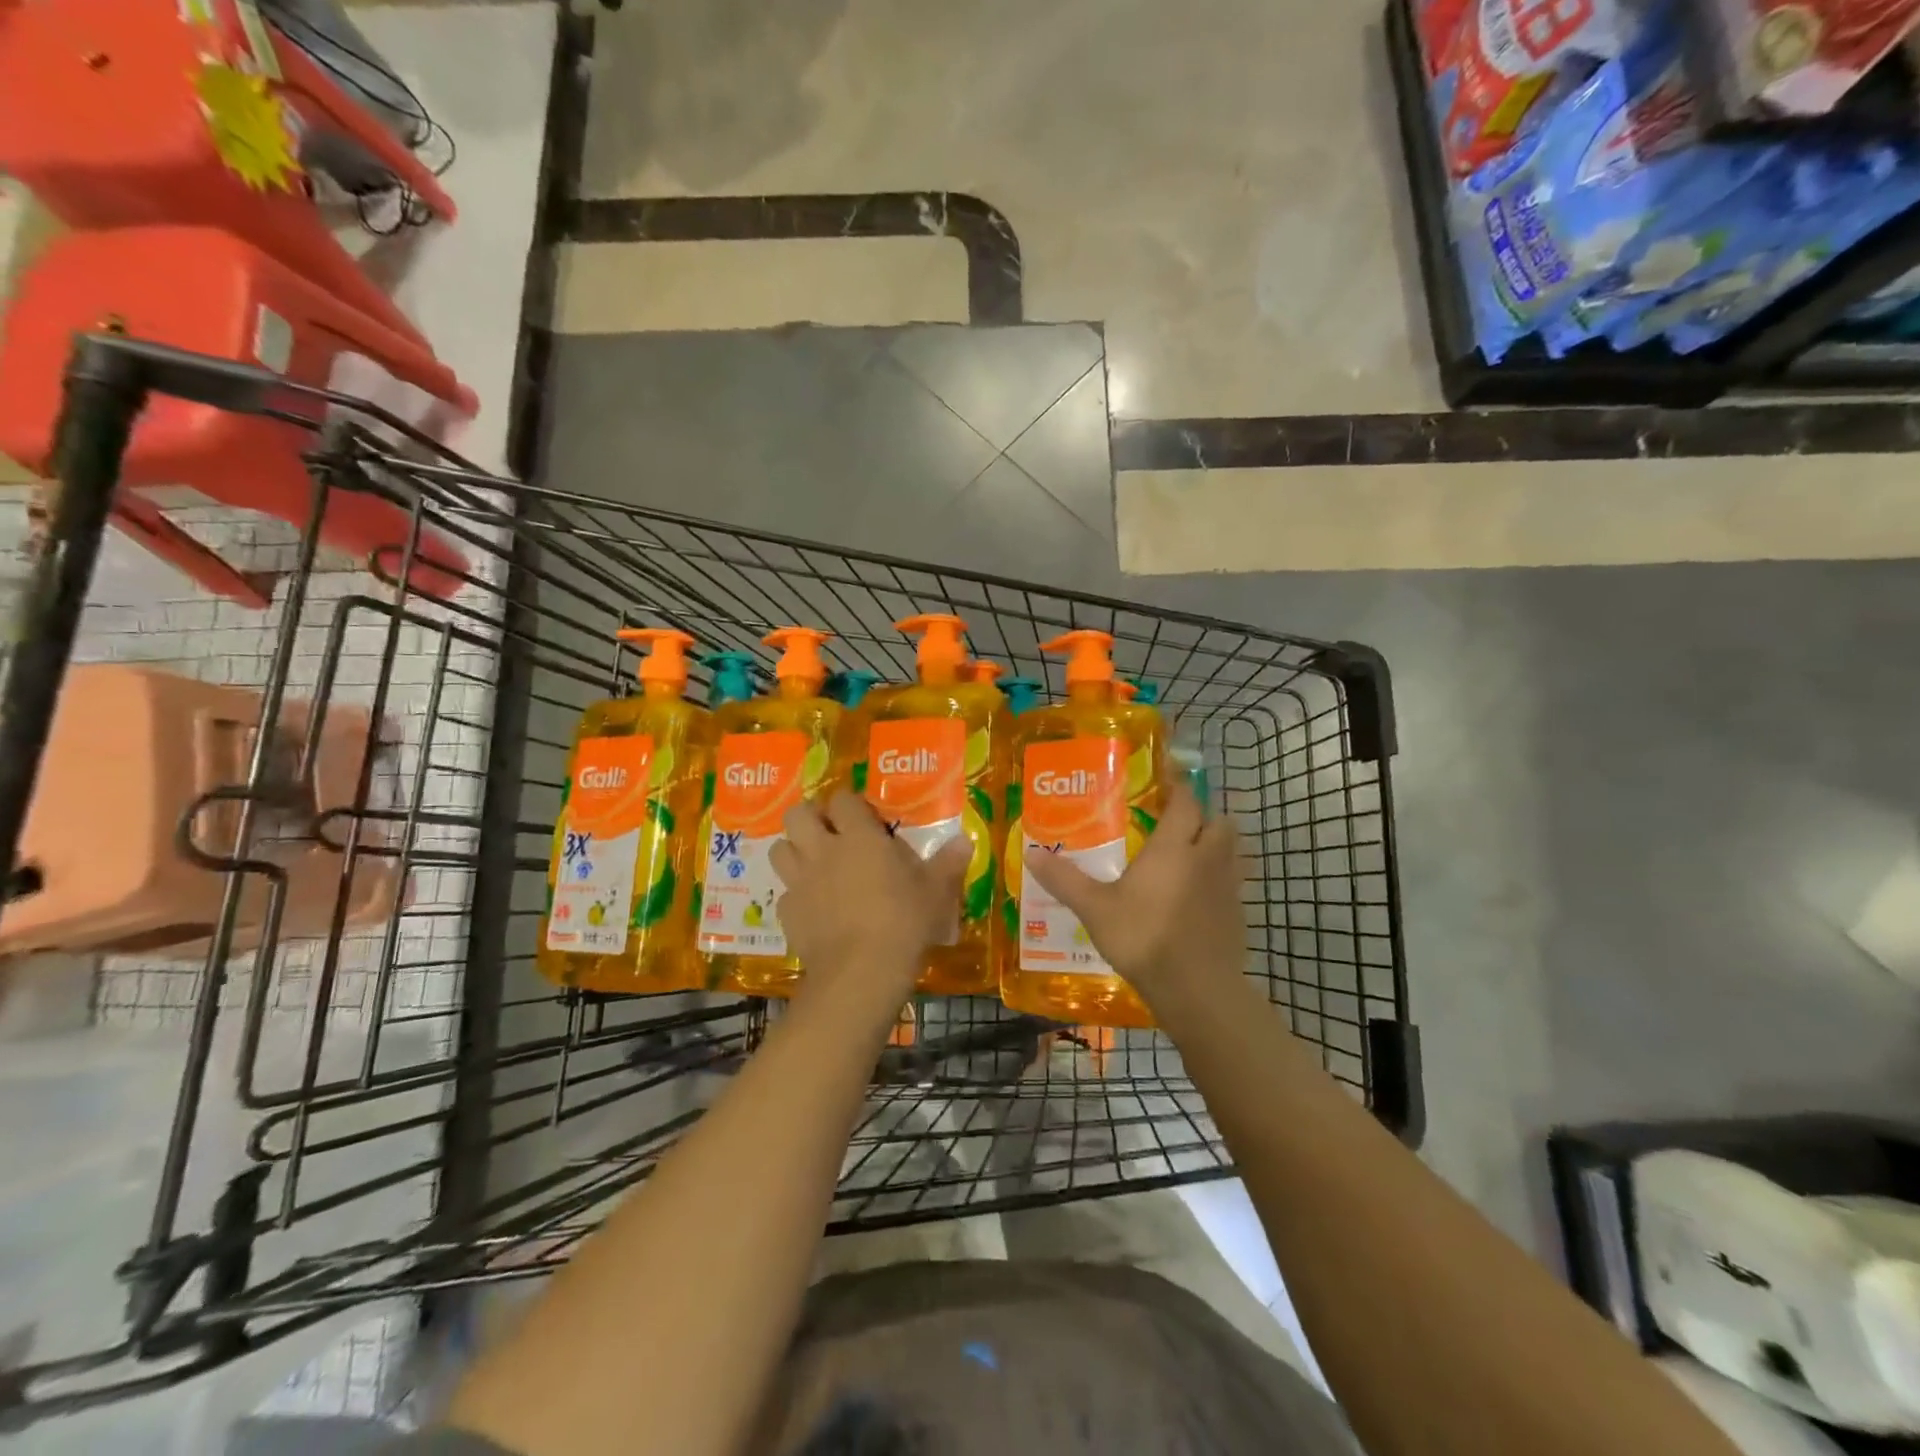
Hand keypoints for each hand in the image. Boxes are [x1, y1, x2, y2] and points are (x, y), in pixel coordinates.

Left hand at [769, 791, 972, 996]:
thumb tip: (965, 840)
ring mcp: (800, 882)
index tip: (865, 816)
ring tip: (814, 862)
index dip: (851, 803)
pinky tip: (814, 907)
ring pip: (780, 848)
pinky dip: (796, 895)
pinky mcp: (788, 913)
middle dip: (810, 816)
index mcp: (859, 837)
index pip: (843, 799)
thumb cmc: (903, 922)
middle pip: (798, 814)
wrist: (860, 973)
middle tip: (830, 831)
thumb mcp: (936, 892)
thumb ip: (948, 863)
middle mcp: (823, 851)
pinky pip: (785, 893)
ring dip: (794, 850)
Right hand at [1022, 774, 1245, 1013]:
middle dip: (1203, 816)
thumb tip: (1031, 854)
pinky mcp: (1238, 915)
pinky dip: (1221, 881)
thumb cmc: (1143, 937)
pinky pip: (1234, 884)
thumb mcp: (1095, 909)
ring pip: (1233, 852)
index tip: (1167, 783)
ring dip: (1218, 846)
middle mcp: (1207, 858)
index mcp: (1174, 847)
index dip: (1179, 789)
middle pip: (1219, 822)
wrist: (1196, 989)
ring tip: (1193, 855)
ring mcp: (1228, 888)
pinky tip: (1200, 898)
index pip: (1186, 803)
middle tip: (1178, 823)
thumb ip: (1065, 880)